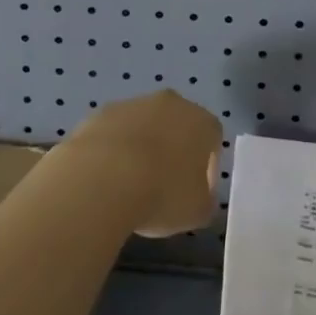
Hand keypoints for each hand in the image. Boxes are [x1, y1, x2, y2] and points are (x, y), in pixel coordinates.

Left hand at [62, 90, 222, 237]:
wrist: (103, 178)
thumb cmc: (162, 194)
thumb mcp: (198, 211)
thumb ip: (206, 199)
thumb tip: (200, 194)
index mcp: (201, 122)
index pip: (213, 139)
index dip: (207, 168)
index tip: (196, 193)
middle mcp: (171, 103)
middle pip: (178, 125)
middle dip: (173, 151)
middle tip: (163, 185)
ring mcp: (134, 103)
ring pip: (144, 125)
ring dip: (142, 148)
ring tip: (129, 185)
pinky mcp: (102, 112)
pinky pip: (116, 132)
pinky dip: (114, 150)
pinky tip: (106, 177)